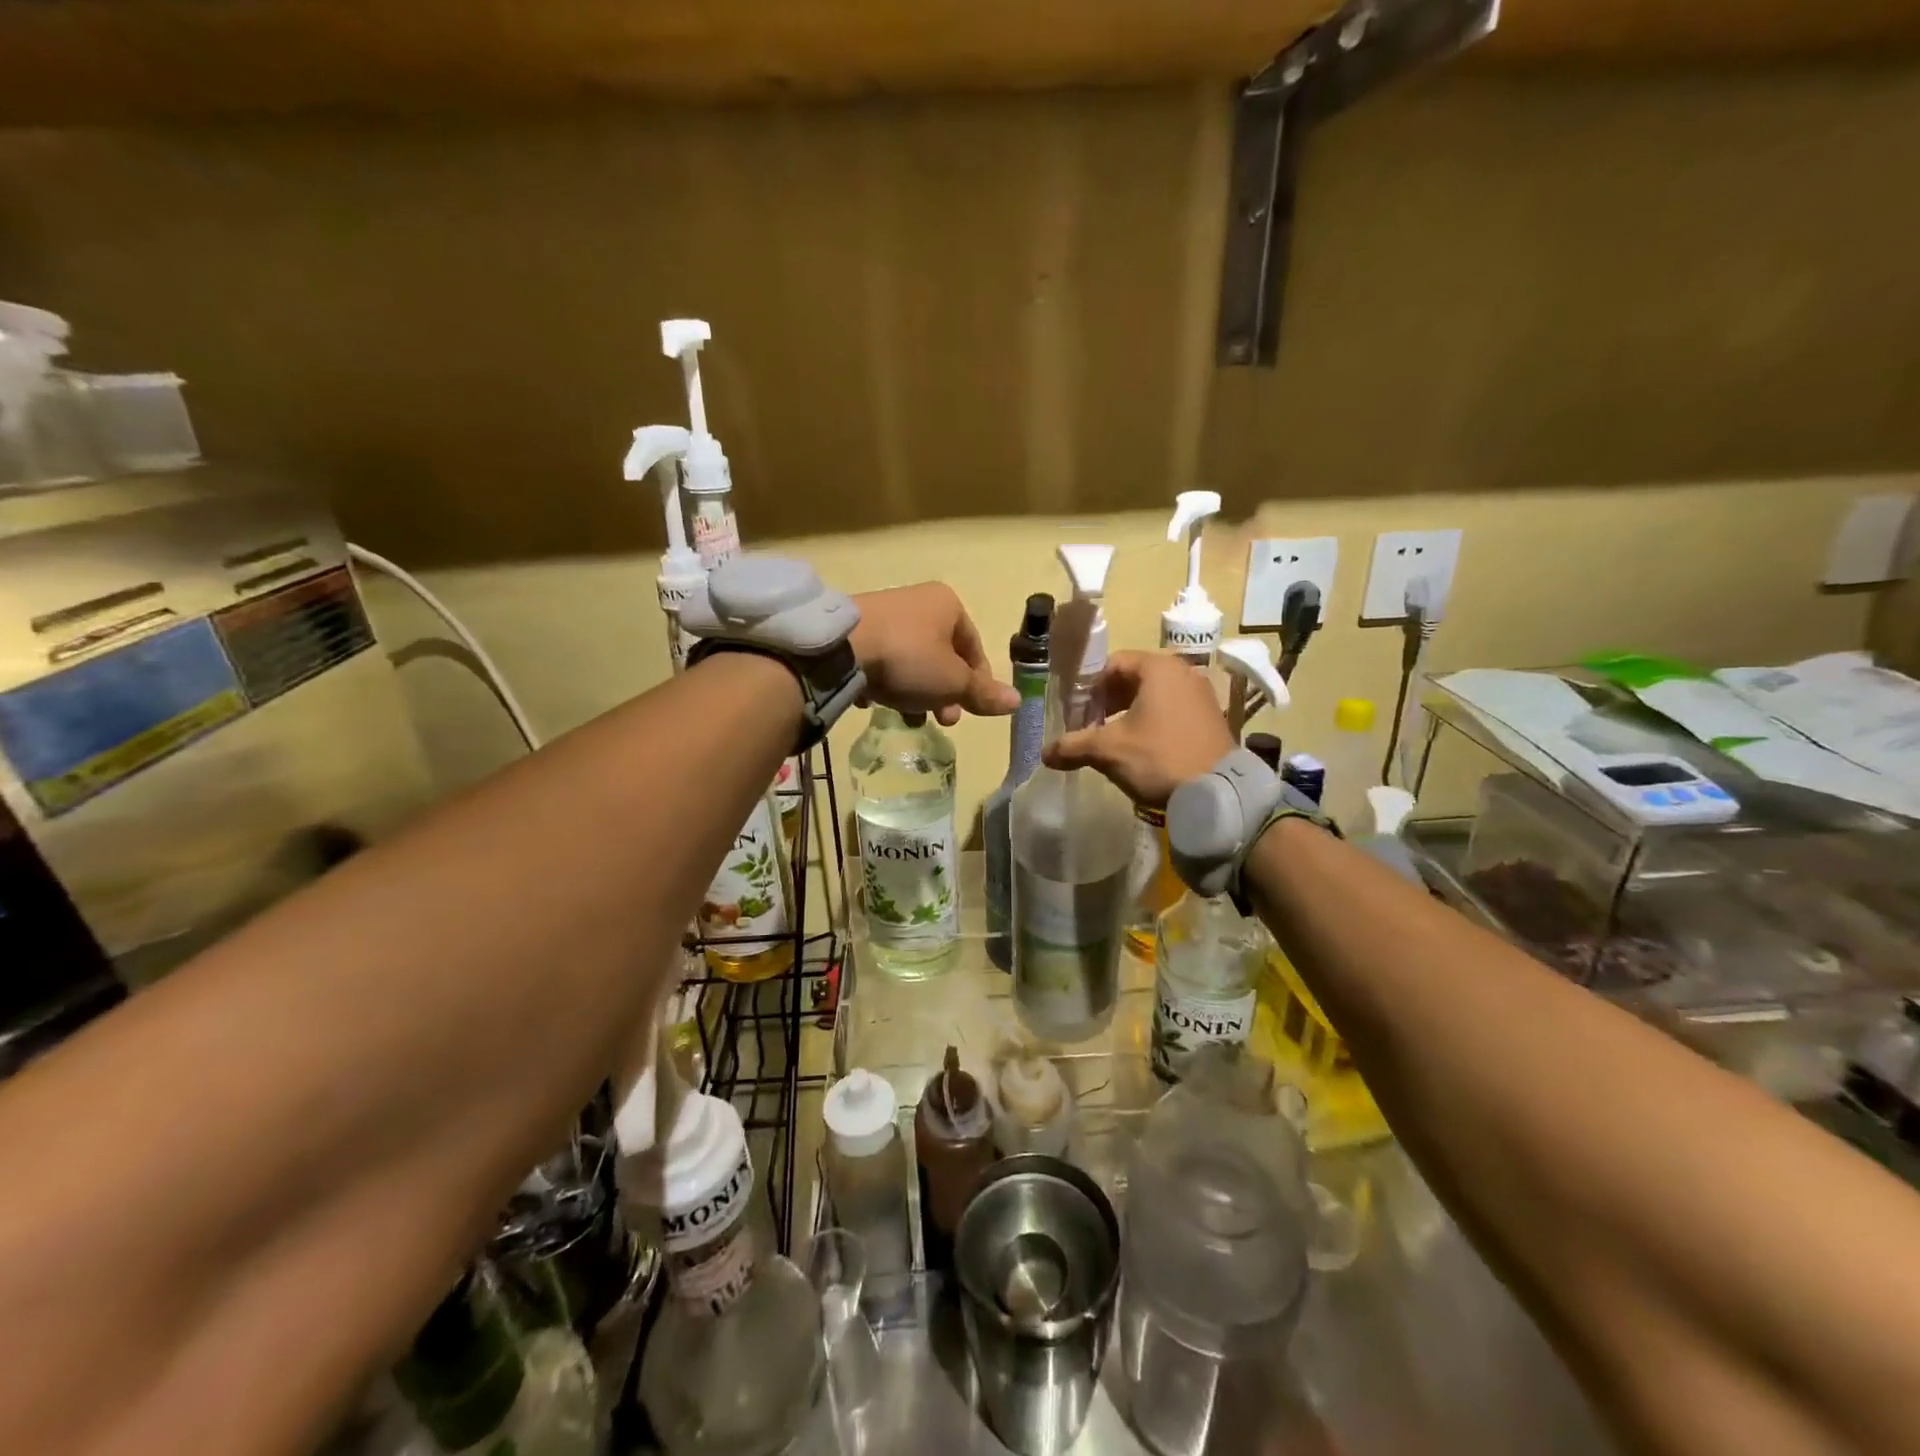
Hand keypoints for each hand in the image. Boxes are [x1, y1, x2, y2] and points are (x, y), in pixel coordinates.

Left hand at [850, 584, 1019, 725]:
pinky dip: (885, 682)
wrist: (840, 647)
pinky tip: (876, 702)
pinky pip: (881, 660)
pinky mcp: (856, 629)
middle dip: (945, 693)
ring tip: (909, 719)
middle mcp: (918, 602)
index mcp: (948, 605)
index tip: (972, 711)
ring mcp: (884, 613)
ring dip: (916, 693)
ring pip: (912, 661)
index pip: (975, 648)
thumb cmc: (908, 659)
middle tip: (942, 721)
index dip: (978, 683)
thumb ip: (983, 693)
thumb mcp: (952, 682)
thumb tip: (1018, 701)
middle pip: (942, 656)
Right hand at [1042, 650, 1233, 806]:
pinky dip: (1151, 722)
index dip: (1088, 686)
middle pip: (1133, 678)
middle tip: (1088, 724)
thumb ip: (1074, 746)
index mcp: (1158, 668)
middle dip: (1107, 700)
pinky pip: (1172, 710)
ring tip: (1110, 738)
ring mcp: (1201, 695)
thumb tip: (1045, 754)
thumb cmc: (1159, 757)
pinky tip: (1140, 748)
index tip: (1074, 710)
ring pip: (1153, 696)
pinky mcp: (1211, 718)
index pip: (1112, 664)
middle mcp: (1183, 672)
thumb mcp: (1109, 751)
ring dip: (1128, 712)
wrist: (1219, 792)